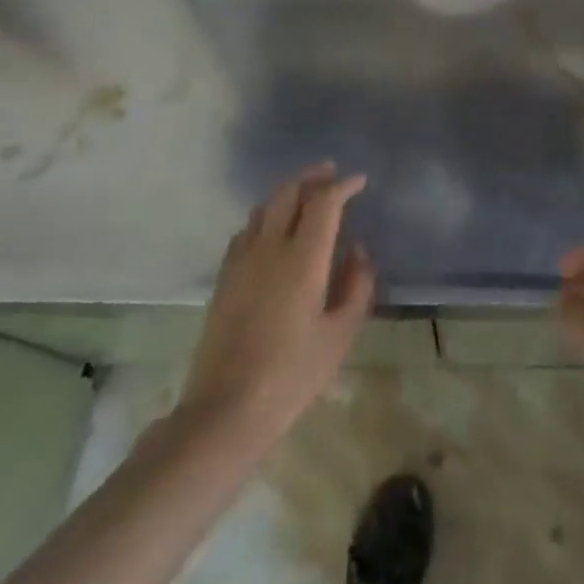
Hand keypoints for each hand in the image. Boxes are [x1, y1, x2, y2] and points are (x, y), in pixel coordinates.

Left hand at [176, 164, 375, 448]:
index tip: (359, 181)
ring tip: (306, 196)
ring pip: (264, 207)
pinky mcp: (224, 277)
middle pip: (288, 192)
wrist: (225, 410)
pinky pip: (246, 229)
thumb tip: (357, 251)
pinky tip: (273, 230)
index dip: (343, 186)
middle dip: (312, 177)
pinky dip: (266, 216)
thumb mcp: (340, 335)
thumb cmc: (292, 375)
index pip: (324, 203)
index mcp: (303, 259)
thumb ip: (356, 286)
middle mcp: (269, 248)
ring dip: (288, 192)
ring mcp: (241, 260)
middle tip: (331, 173)